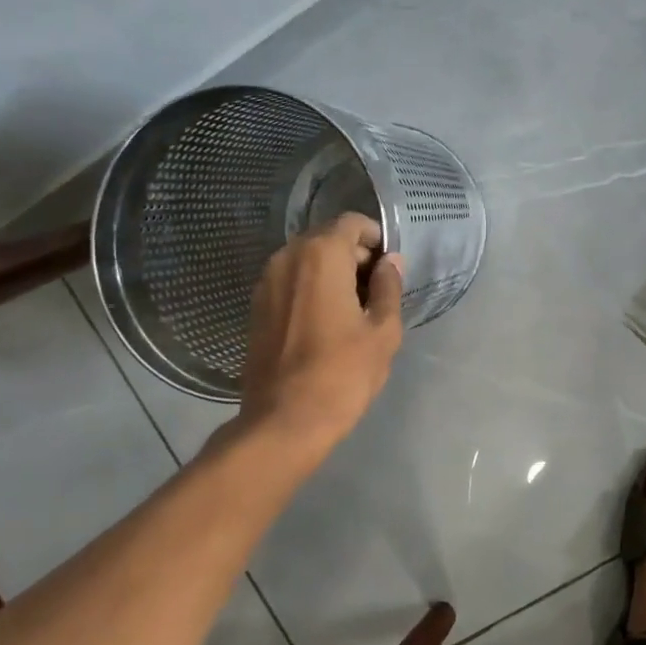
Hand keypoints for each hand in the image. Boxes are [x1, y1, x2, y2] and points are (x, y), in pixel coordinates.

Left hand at [238, 212, 404, 449]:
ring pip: (306, 260)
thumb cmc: (342, 373)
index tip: (389, 267)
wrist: (284, 421)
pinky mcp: (256, 306)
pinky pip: (290, 282)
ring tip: (352, 309)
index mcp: (321, 255)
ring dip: (331, 272)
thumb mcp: (382, 331)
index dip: (376, 239)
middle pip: (327, 238)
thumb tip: (390, 263)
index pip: (352, 223)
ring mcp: (266, 281)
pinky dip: (310, 288)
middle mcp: (288, 257)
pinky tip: (325, 322)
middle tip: (375, 291)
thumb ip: (388, 287)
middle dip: (354, 255)